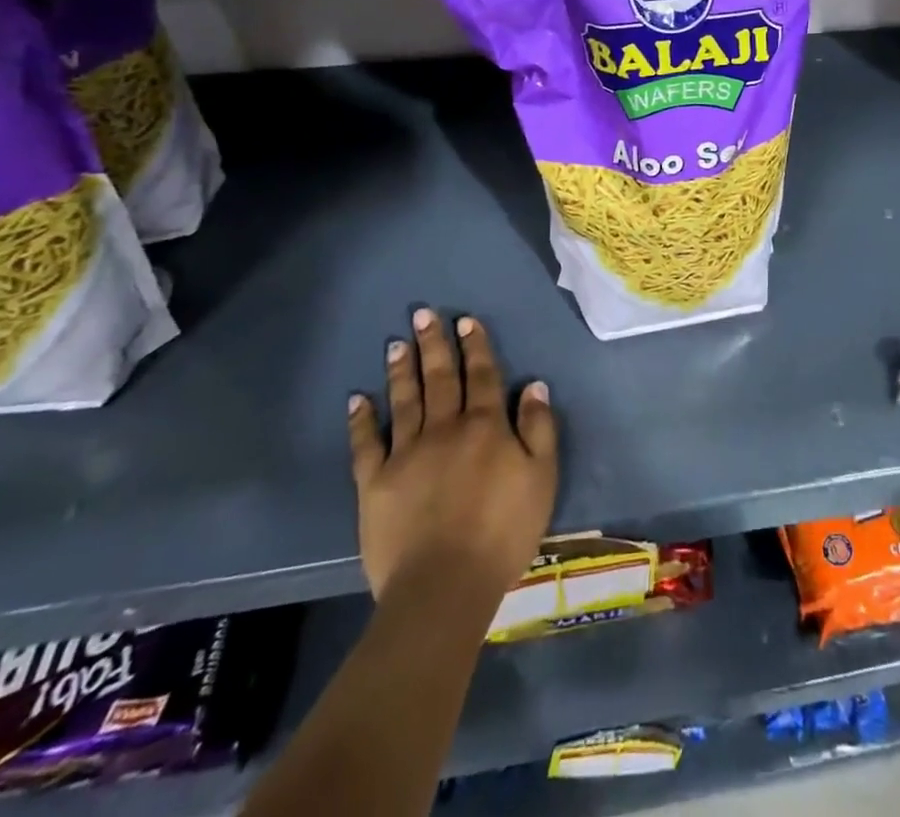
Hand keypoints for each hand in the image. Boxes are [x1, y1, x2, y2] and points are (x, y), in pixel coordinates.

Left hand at [348, 309, 558, 604]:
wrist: (444, 585)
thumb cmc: (503, 531)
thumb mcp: (542, 478)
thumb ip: (539, 428)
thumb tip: (534, 385)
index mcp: (486, 426)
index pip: (482, 375)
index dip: (475, 346)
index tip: (466, 320)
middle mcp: (445, 428)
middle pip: (440, 378)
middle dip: (434, 344)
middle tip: (423, 314)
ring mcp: (406, 453)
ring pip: (404, 400)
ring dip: (402, 370)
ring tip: (397, 343)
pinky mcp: (375, 483)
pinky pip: (366, 444)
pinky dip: (361, 420)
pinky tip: (357, 399)